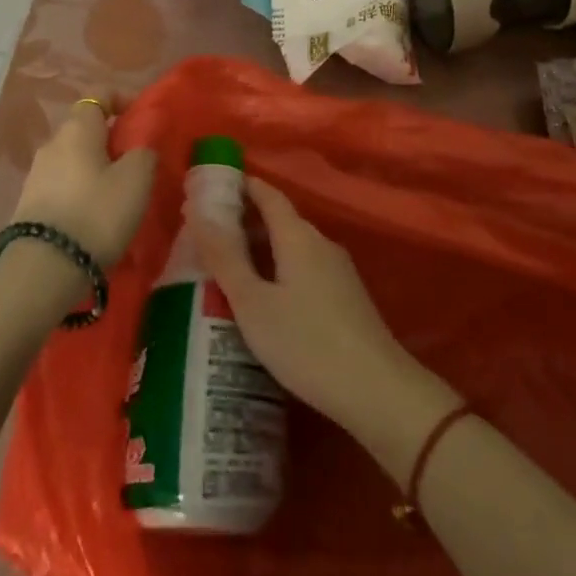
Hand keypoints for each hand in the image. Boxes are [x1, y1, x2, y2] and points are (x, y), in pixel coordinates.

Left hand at [10, 99, 155, 267]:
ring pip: (73, 158)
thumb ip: (144, 152)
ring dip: (94, 168)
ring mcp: (36, 174)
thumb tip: (140, 146)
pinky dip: (79, 191)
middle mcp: (52, 143)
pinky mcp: (28, 205)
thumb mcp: (136, 180)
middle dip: (110, 140)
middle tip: (134, 163)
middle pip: (85, 128)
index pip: (99, 95)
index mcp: (78, 128)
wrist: (43, 270)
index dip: (122, 100)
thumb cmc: (96, 213)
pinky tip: (92, 216)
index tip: (141, 119)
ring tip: (116, 195)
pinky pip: (61, 185)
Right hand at [191, 176, 420, 430]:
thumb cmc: (306, 342)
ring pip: (293, 247)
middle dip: (246, 222)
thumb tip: (198, 212)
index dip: (242, 186)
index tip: (214, 189)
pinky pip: (305, 268)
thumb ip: (225, 258)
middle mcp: (320, 242)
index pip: (267, 194)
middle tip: (210, 238)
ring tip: (230, 272)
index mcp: (298, 235)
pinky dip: (280, 271)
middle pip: (280, 220)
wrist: (376, 390)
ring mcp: (338, 270)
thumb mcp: (253, 303)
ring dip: (263, 250)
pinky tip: (267, 302)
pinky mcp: (346, 297)